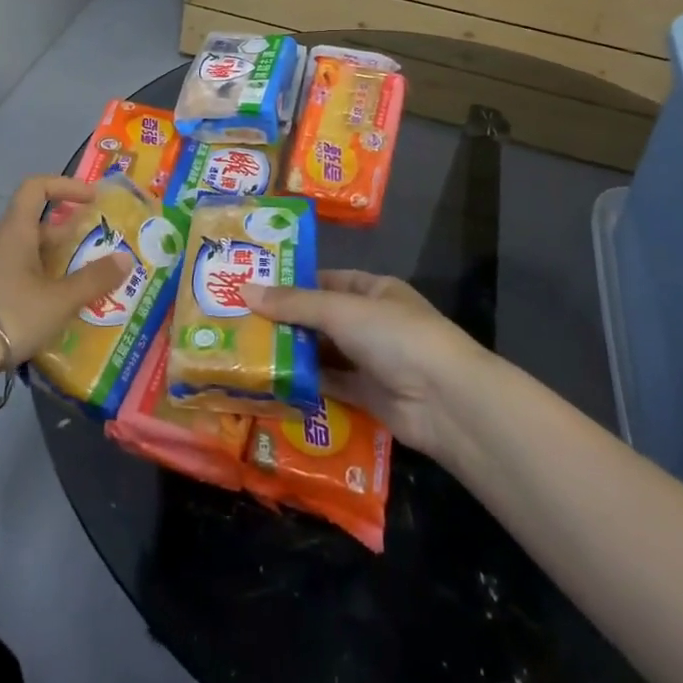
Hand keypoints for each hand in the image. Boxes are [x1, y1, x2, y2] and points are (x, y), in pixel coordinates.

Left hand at [0, 175, 132, 375]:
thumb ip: (94, 279)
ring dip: (59, 266)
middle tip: (101, 252)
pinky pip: (21, 281)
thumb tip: (126, 259)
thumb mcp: (60, 299)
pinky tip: (61, 312)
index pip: (36, 188)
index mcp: (16, 231)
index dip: (65, 186)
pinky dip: (44, 288)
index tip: (92, 200)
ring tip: (89, 286)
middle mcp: (2, 244)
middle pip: (38, 226)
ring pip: (31, 257)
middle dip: (71, 236)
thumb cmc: (9, 314)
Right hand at [244, 270, 481, 457]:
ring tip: (245, 351)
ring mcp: (370, 361)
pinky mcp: (366, 396)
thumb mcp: (340, 310)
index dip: (290, 283)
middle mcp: (371, 322)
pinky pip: (329, 384)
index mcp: (373, 290)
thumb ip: (293, 304)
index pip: (324, 281)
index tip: (251, 287)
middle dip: (284, 322)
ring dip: (291, 353)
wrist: (444, 401)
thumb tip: (243, 290)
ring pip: (322, 353)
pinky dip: (304, 382)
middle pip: (320, 318)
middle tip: (238, 322)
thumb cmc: (395, 337)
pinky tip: (271, 381)